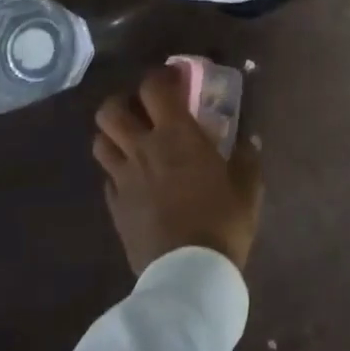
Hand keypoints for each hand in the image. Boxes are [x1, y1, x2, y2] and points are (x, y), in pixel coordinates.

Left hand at [94, 66, 262, 274]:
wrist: (188, 274)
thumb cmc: (222, 222)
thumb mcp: (247, 188)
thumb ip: (246, 159)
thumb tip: (249, 142)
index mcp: (176, 135)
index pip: (154, 88)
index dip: (161, 76)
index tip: (175, 78)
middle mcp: (142, 149)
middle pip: (110, 110)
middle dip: (124, 101)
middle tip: (143, 109)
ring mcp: (123, 179)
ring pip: (100, 141)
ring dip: (114, 135)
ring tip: (133, 142)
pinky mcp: (114, 206)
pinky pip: (108, 177)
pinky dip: (118, 170)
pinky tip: (135, 180)